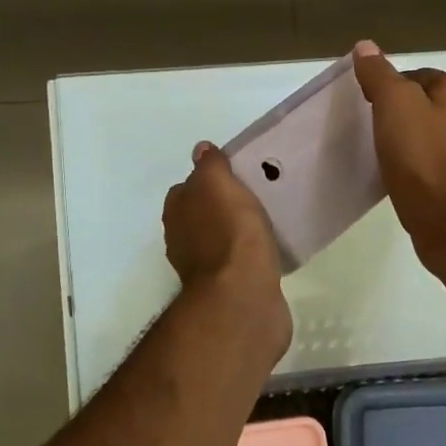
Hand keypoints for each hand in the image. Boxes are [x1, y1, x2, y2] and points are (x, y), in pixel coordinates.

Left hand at [163, 143, 291, 347]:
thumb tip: (201, 150)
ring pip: (220, 240)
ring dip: (237, 233)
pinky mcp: (227, 289)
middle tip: (255, 198)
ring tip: (266, 224)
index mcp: (176, 212)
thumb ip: (210, 166)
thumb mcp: (218, 184)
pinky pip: (238, 264)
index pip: (188, 188)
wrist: (243, 296)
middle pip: (202, 214)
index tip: (237, 177)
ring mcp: (203, 268)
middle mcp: (182, 240)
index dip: (210, 180)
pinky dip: (249, 257)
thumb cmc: (230, 233)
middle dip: (223, 207)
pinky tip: (268, 252)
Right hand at [352, 42, 445, 273]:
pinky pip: (437, 163)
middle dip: (403, 113)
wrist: (445, 219)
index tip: (369, 105)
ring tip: (385, 153)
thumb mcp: (393, 105)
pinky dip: (420, 164)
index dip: (391, 86)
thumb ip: (380, 74)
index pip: (420, 75)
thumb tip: (366, 46)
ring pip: (435, 135)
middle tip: (374, 128)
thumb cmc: (420, 156)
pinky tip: (402, 175)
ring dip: (412, 140)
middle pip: (429, 105)